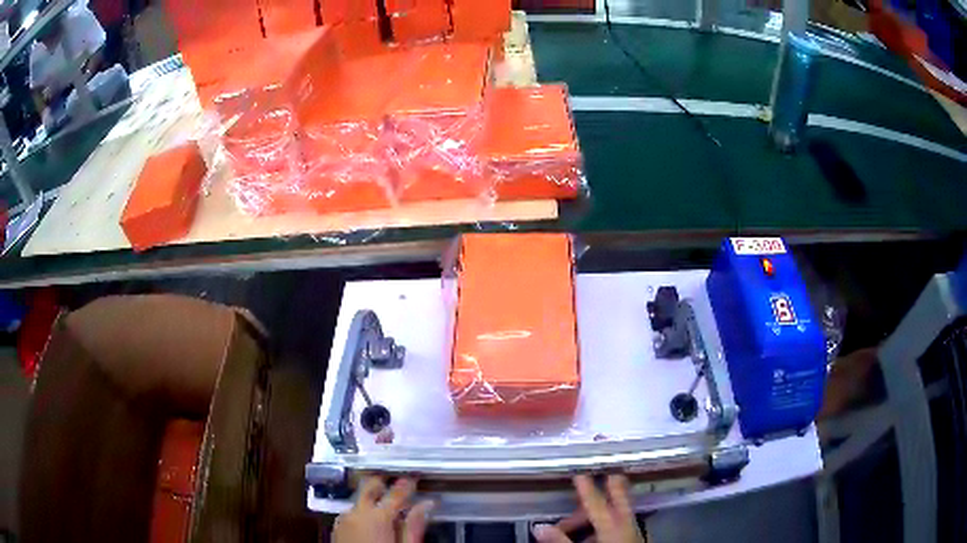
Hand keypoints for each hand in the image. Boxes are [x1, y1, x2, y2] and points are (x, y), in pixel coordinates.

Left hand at [333, 477, 433, 542]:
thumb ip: (414, 526)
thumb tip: (426, 505)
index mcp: (378, 516)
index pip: (396, 493)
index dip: (407, 483)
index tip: (414, 476)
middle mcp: (357, 512)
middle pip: (369, 487)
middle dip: (383, 482)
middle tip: (396, 482)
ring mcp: (344, 519)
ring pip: (359, 500)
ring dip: (371, 499)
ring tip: (386, 506)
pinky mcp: (337, 527)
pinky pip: (351, 513)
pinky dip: (362, 512)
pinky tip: (371, 522)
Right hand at [532, 475, 645, 542]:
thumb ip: (561, 542)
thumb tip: (539, 527)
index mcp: (613, 526)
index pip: (596, 501)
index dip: (586, 485)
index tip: (579, 467)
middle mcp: (626, 523)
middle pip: (618, 495)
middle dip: (610, 477)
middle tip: (605, 456)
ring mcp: (633, 530)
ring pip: (617, 511)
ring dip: (597, 510)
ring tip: (568, 525)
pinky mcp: (634, 537)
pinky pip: (618, 523)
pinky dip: (602, 524)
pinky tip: (587, 537)